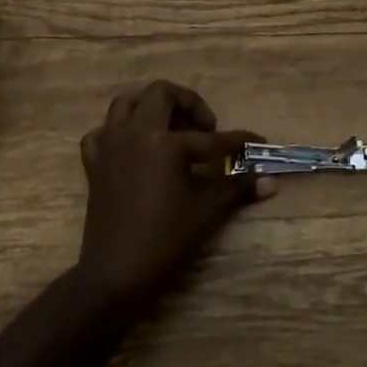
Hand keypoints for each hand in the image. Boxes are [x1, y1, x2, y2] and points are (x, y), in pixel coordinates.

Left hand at [74, 81, 274, 311]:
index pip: (210, 138)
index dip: (238, 141)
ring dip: (151, 106)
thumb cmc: (165, 240)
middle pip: (161, 93)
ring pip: (126, 103)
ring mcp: (110, 145)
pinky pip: (102, 132)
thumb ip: (237, 189)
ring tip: (171, 127)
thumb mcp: (206, 211)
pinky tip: (133, 146)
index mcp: (164, 143)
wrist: (116, 273)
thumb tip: (271, 182)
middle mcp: (134, 133)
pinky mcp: (95, 163)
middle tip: (205, 128)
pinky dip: (117, 131)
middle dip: (188, 103)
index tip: (258, 142)